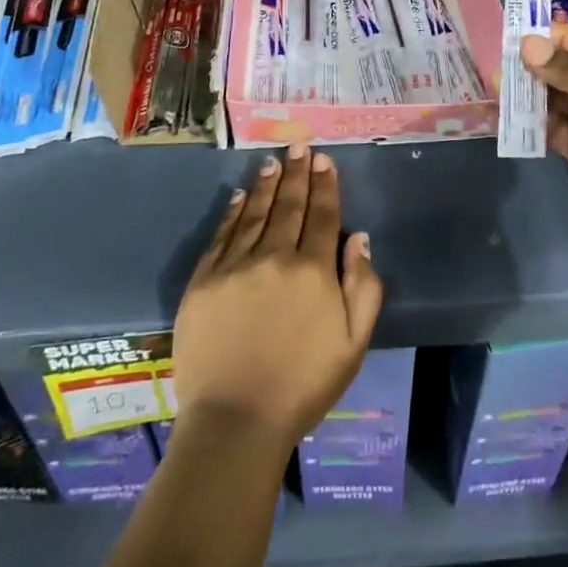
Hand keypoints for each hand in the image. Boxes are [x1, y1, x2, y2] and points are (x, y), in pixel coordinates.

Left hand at [172, 145, 383, 456]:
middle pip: (289, 206)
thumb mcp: (353, 344)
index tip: (323, 159)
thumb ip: (363, 287)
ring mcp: (235, 266)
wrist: (235, 421)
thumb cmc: (303, 386)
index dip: (324, 185)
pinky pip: (221, 235)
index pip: (322, 215)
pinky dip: (232, 212)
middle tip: (298, 145)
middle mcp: (274, 257)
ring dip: (265, 184)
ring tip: (272, 161)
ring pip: (254, 213)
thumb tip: (360, 239)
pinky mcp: (203, 281)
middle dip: (296, 173)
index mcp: (313, 271)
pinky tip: (238, 196)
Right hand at [522, 24, 567, 270]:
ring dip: (536, 96)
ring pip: (564, 103)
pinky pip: (561, 134)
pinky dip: (540, 127)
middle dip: (541, 67)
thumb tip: (527, 46)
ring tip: (501, 90)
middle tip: (502, 65)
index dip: (560, 38)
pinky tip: (514, 120)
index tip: (521, 37)